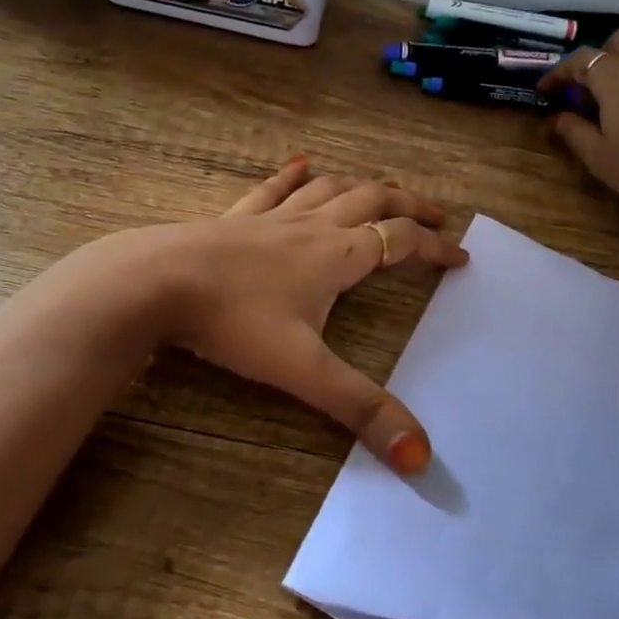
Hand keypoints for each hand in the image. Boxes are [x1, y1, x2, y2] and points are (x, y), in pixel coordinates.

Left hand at [108, 158, 467, 473]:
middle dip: (408, 205)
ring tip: (382, 187)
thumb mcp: (302, 370)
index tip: (460, 256)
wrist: (157, 281)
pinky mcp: (235, 218)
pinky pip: (272, 189)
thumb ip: (360, 409)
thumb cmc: (234, 321)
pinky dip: (293, 175)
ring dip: (362, 186)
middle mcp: (311, 227)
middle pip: (372, 201)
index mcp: (337, 256)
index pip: (400, 243)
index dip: (434, 248)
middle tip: (435, 212)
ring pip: (328, 190)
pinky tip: (301, 162)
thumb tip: (420, 457)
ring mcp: (270, 218)